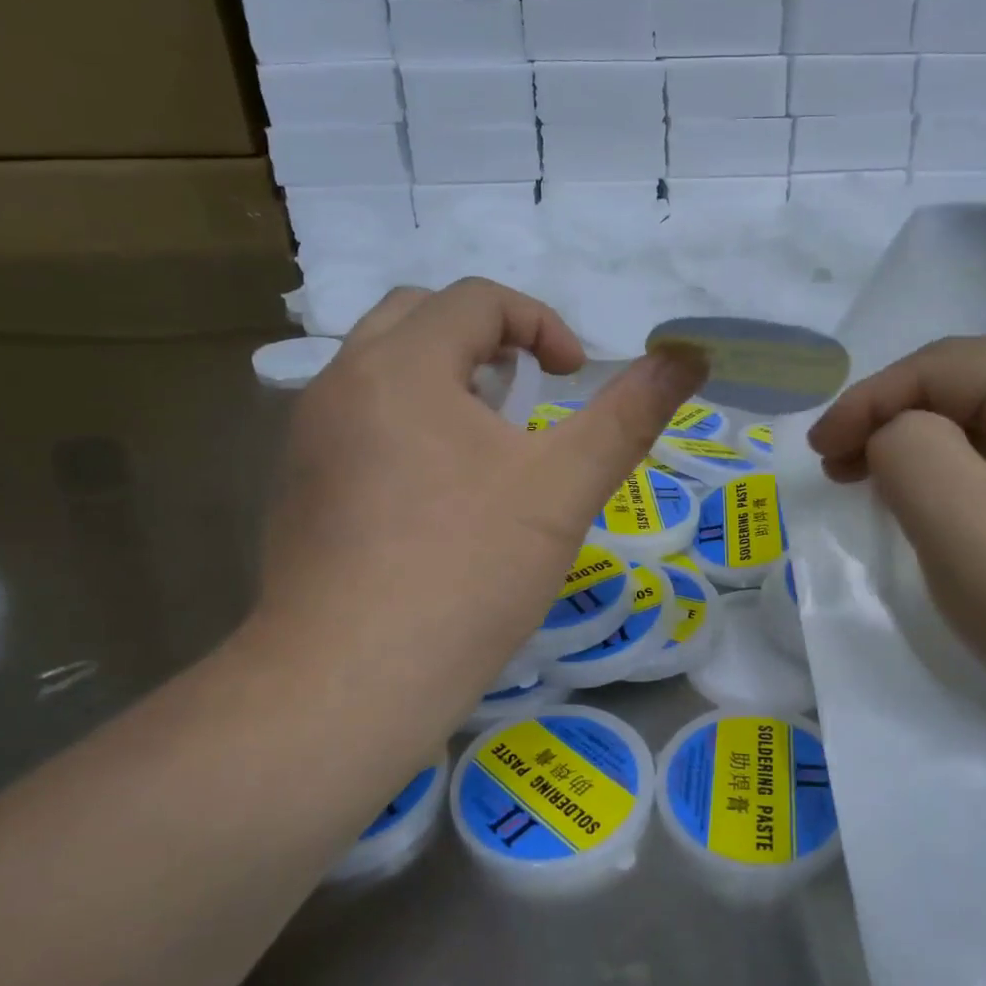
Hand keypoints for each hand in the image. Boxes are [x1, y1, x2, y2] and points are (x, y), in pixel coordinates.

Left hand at [255, 280, 703, 731]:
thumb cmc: (466, 574)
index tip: (575, 377)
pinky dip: (407, 424)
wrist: (348, 687)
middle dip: (485, 339)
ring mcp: (306, 439)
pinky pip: (357, 422)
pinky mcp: (295, 490)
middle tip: (527, 395)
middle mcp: (339, 384)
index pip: (475, 298)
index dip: (541, 323)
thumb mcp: (562, 489)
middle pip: (418, 318)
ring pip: (381, 371)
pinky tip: (437, 497)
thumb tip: (690, 355)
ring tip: (489, 443)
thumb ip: (629, 414)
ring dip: (443, 380)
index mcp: (400, 366)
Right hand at [808, 335, 985, 730]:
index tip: (817, 456)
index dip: (867, 402)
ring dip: (924, 447)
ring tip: (878, 487)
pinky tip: (940, 503)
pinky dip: (963, 471)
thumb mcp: (968, 532)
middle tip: (840, 472)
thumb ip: (909, 454)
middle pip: (969, 384)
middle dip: (894, 422)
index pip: (945, 366)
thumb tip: (895, 436)